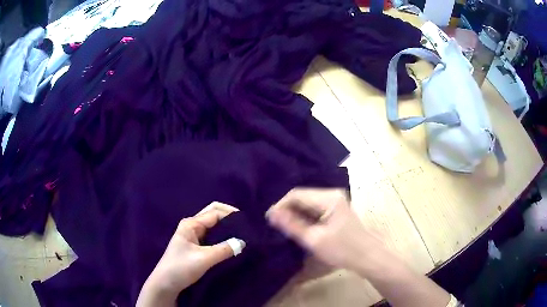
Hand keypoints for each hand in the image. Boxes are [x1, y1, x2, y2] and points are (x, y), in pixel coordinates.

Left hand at [137, 202, 244, 306]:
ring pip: (213, 225)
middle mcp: (192, 225)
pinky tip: (231, 241)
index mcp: (191, 224)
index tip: (248, 223)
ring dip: (227, 226)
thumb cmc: (181, 268)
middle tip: (246, 226)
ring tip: (242, 233)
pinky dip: (222, 235)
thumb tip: (243, 242)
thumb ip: (224, 249)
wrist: (166, 283)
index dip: (232, 214)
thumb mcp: (204, 259)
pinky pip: (211, 235)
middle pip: (213, 214)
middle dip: (229, 216)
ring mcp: (193, 235)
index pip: (215, 212)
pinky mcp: (195, 244)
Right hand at [266, 188, 381, 271]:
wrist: (367, 257)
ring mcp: (335, 201)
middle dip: (287, 210)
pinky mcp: (335, 209)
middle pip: (302, 197)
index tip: (269, 219)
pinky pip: (314, 209)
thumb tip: (272, 213)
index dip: (280, 205)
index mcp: (328, 198)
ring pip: (307, 203)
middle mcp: (331, 194)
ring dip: (295, 214)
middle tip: (275, 225)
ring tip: (283, 227)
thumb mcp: (314, 239)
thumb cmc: (342, 250)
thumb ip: (292, 225)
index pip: (296, 194)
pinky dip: (304, 217)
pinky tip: (298, 227)